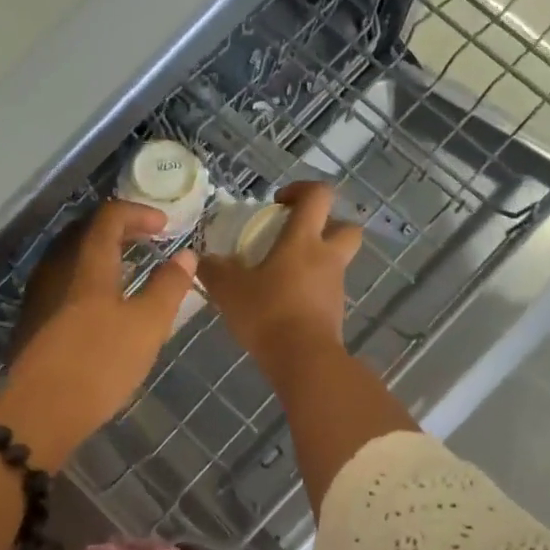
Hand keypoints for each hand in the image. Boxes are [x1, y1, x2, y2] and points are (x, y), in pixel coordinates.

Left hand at [0, 200, 196, 466]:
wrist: (42, 412)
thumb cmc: (101, 363)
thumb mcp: (147, 325)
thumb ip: (168, 287)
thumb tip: (186, 255)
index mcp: (88, 266)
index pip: (109, 217)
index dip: (138, 213)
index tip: (165, 226)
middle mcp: (59, 271)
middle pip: (86, 233)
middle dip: (121, 230)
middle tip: (150, 241)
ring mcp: (42, 297)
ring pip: (73, 259)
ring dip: (104, 256)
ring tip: (131, 271)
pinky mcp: (35, 323)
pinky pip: (66, 283)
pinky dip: (90, 280)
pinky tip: (104, 306)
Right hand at [198, 182, 361, 365]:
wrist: (303, 360)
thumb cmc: (268, 313)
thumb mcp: (229, 290)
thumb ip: (214, 270)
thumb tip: (203, 259)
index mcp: (304, 240)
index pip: (319, 195)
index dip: (301, 190)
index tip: (279, 202)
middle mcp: (327, 257)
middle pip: (346, 226)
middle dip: (326, 224)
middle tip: (295, 235)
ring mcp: (335, 286)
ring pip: (335, 260)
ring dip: (315, 260)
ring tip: (280, 275)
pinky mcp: (335, 312)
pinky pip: (326, 289)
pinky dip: (310, 289)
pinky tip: (283, 303)